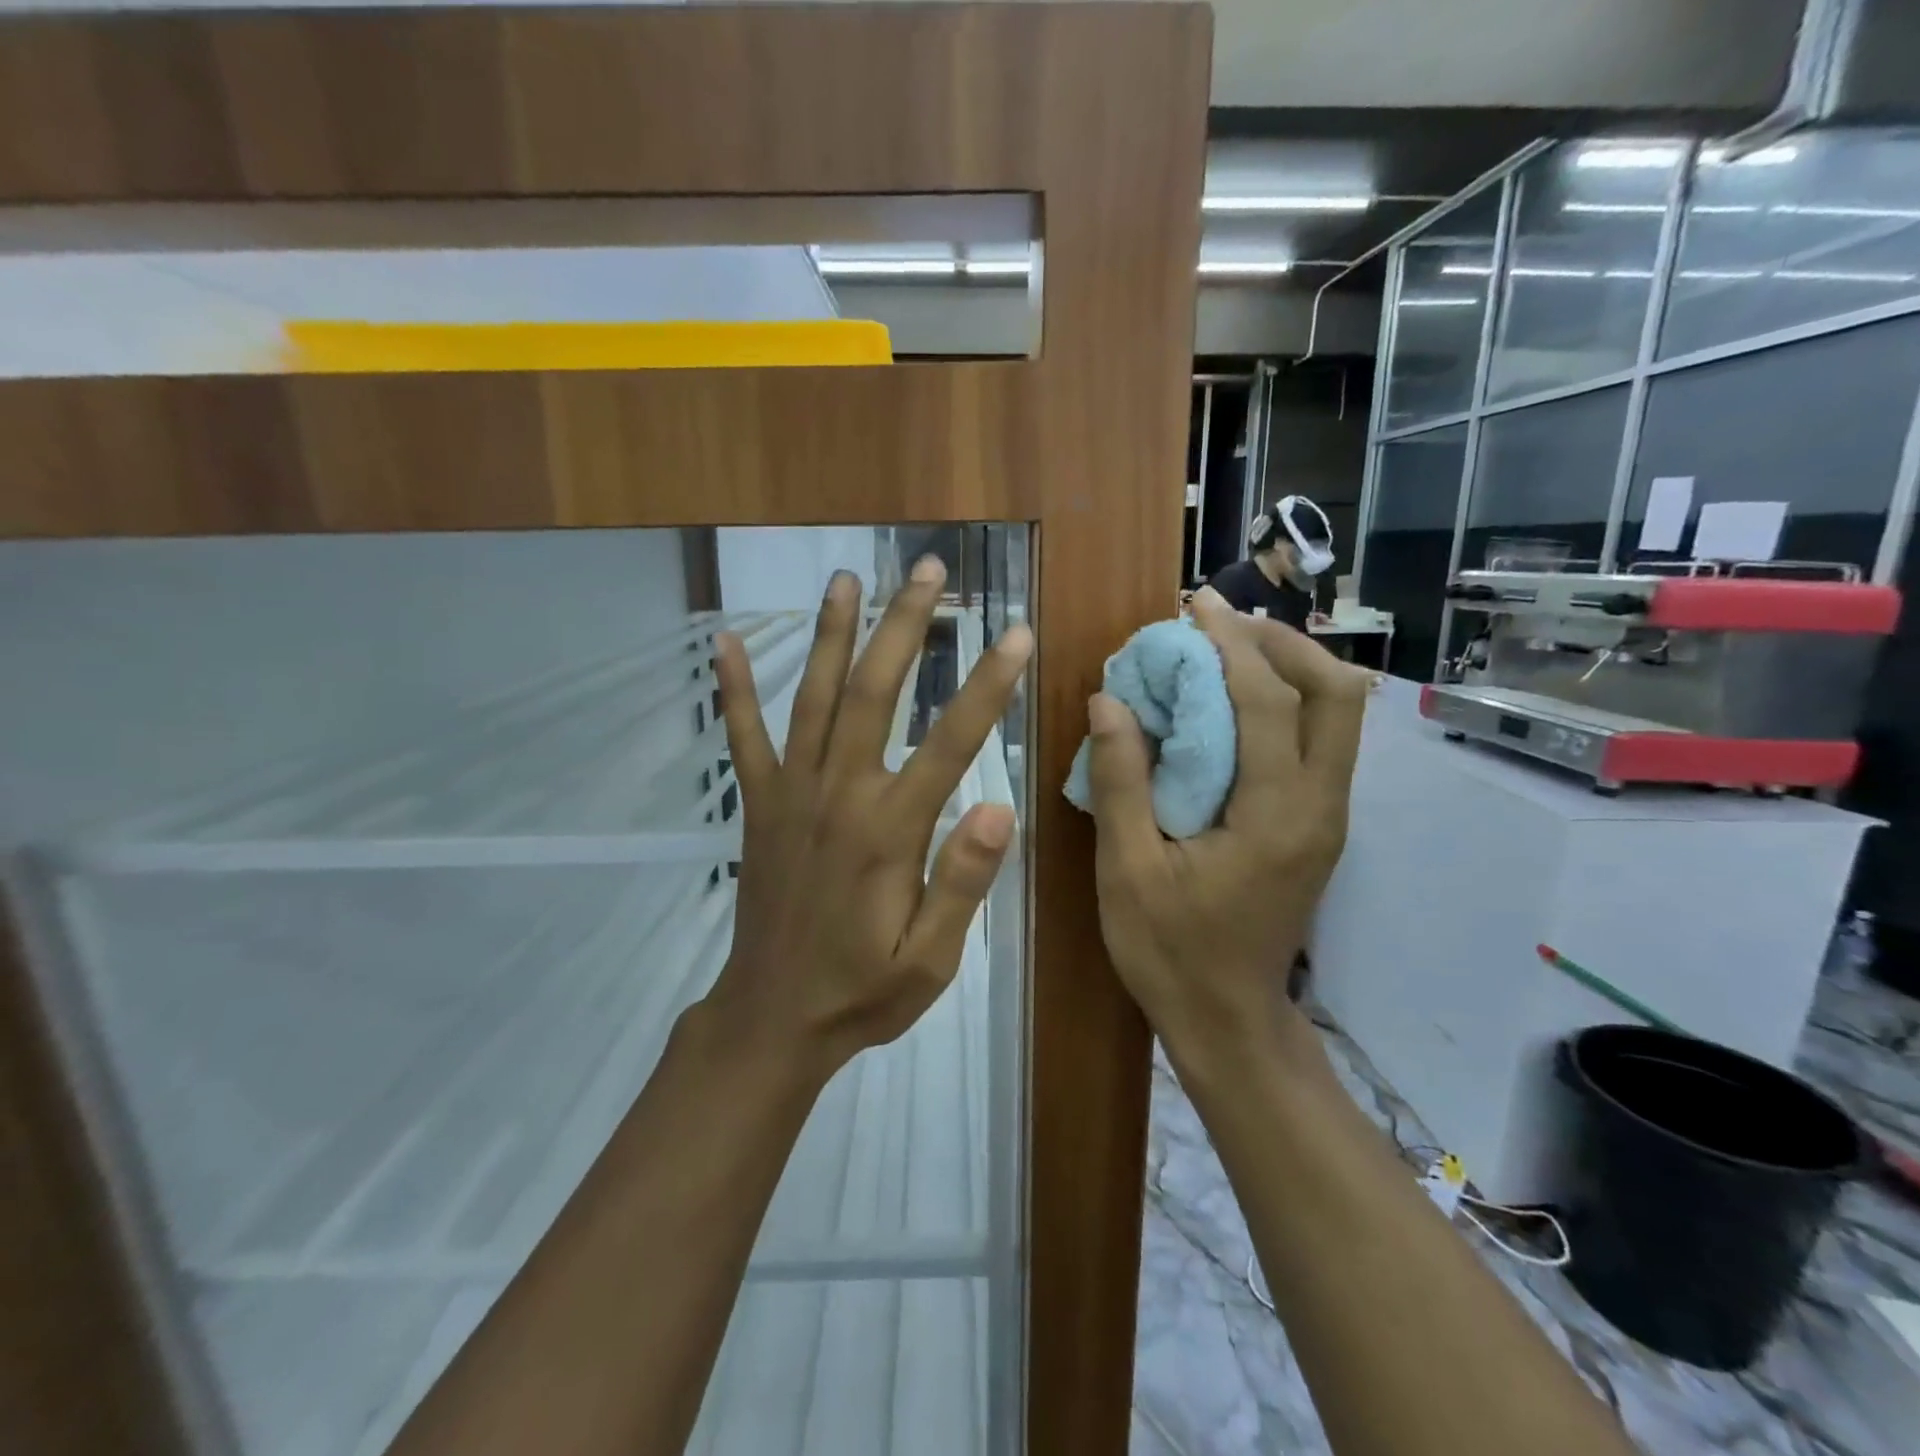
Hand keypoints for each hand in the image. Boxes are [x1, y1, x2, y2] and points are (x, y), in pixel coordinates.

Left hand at [705, 558, 1031, 1075]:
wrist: (772, 1020)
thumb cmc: (862, 992)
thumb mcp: (930, 959)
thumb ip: (962, 881)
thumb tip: (999, 805)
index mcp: (887, 831)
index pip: (949, 742)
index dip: (986, 685)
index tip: (1015, 632)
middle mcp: (837, 795)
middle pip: (873, 692)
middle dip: (905, 625)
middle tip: (930, 569)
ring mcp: (790, 794)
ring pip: (812, 697)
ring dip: (831, 633)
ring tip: (846, 578)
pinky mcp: (758, 806)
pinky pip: (743, 737)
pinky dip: (732, 688)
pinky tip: (722, 640)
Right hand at [1083, 586, 1369, 1058]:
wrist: (1228, 1021)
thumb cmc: (1170, 952)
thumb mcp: (1127, 871)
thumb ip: (1121, 781)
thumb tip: (1109, 700)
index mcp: (1276, 817)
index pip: (1269, 702)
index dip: (1232, 645)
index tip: (1193, 607)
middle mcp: (1321, 807)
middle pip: (1338, 694)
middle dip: (1282, 643)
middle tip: (1218, 623)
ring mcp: (1329, 817)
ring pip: (1338, 715)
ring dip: (1287, 668)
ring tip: (1224, 649)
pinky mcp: (1319, 825)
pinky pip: (1319, 741)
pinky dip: (1284, 703)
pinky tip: (1232, 703)